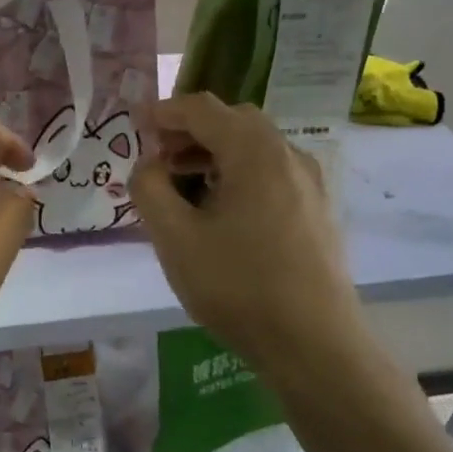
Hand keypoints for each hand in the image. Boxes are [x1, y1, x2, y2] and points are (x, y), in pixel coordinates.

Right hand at [130, 94, 364, 373]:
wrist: (313, 342)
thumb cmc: (237, 285)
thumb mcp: (174, 238)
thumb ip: (150, 190)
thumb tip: (149, 166)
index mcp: (254, 151)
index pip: (203, 109)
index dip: (164, 111)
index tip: (135, 125)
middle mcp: (288, 155)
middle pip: (234, 122)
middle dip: (191, 132)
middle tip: (159, 159)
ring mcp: (310, 184)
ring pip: (255, 150)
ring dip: (215, 155)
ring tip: (184, 189)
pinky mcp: (317, 211)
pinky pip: (271, 175)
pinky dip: (239, 175)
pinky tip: (221, 214)